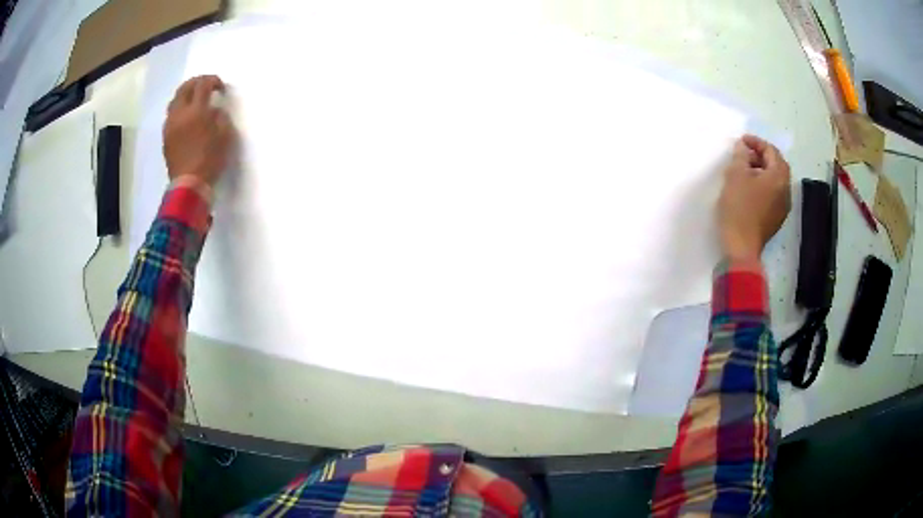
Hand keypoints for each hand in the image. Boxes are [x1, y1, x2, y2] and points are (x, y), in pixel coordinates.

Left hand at [163, 75, 235, 185]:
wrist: (189, 185)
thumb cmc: (210, 160)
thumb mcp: (225, 136)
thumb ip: (221, 117)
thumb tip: (215, 110)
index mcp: (196, 111)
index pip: (203, 84)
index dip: (213, 81)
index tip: (221, 88)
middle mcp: (180, 113)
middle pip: (185, 88)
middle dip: (197, 82)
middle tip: (207, 86)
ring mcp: (170, 125)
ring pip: (175, 100)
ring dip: (185, 95)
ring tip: (194, 100)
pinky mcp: (166, 137)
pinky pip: (171, 115)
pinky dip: (180, 109)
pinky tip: (186, 117)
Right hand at [718, 135, 791, 261]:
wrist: (742, 247)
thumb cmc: (739, 208)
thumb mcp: (735, 175)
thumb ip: (741, 155)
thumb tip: (743, 147)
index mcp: (779, 177)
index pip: (771, 151)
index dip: (756, 142)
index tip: (741, 141)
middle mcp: (786, 190)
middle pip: (777, 166)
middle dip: (761, 156)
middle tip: (744, 154)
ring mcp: (783, 207)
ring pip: (775, 181)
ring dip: (762, 172)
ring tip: (744, 171)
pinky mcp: (776, 219)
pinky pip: (773, 195)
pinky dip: (763, 186)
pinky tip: (749, 190)